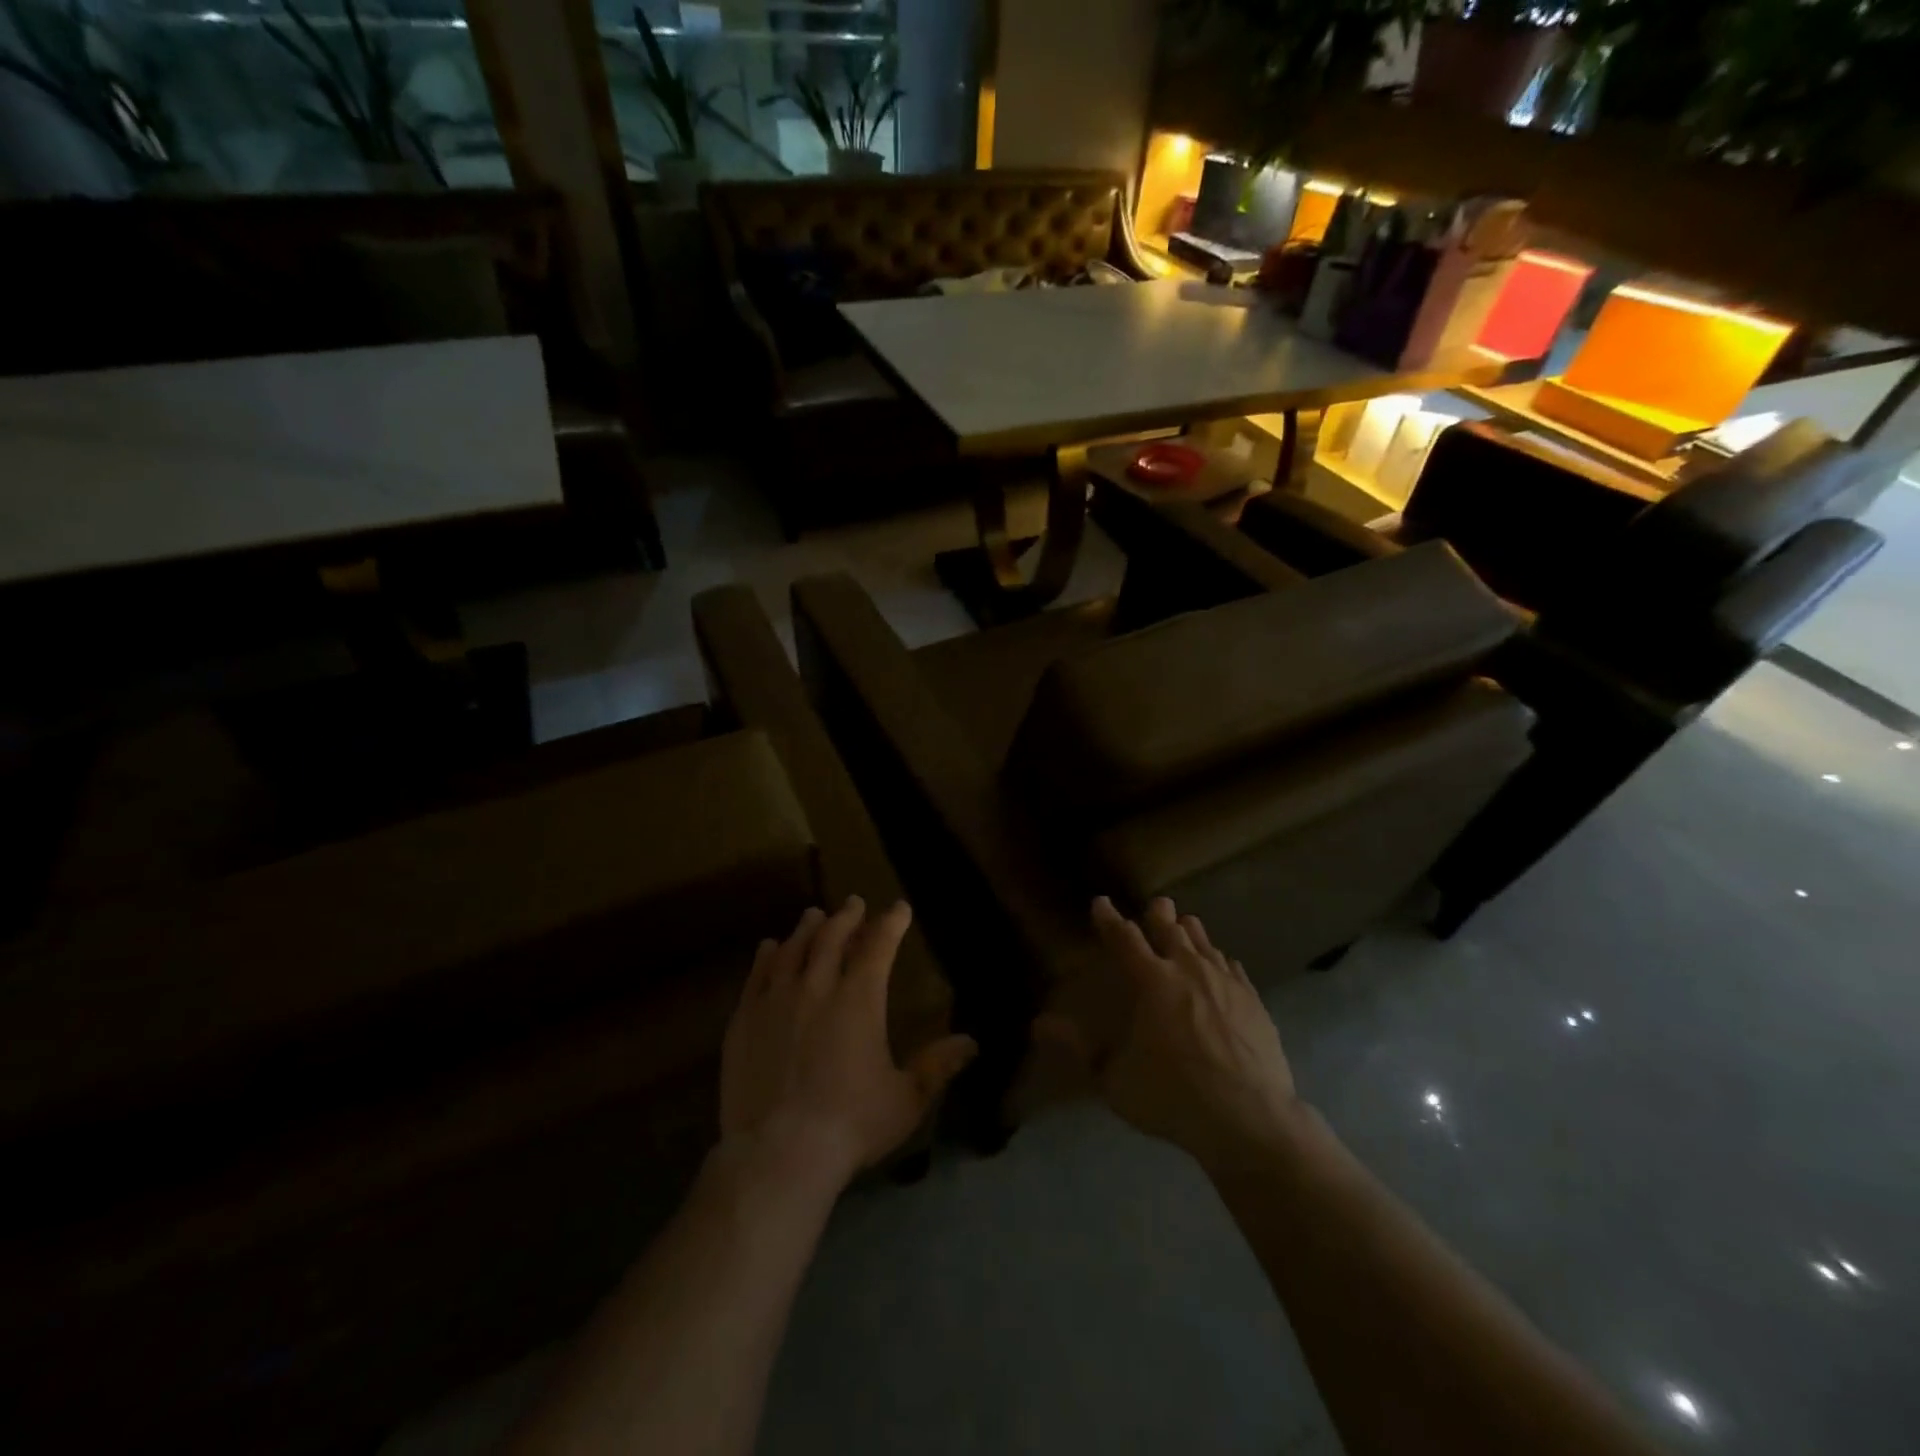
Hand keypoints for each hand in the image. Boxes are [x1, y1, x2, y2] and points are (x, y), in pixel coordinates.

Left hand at [720, 897, 977, 1192]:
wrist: (778, 1153)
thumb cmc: (851, 1125)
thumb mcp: (906, 1099)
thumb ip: (937, 1066)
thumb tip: (971, 1042)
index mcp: (859, 999)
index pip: (879, 946)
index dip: (891, 923)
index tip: (899, 908)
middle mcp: (817, 987)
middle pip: (832, 937)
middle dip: (847, 917)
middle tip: (854, 903)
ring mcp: (775, 1000)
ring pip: (793, 949)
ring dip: (807, 929)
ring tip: (813, 916)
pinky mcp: (744, 1020)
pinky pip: (756, 975)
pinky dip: (766, 956)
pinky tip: (769, 948)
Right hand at [1036, 897, 1301, 1171]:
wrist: (1248, 1118)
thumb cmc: (1172, 1096)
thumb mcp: (1112, 1080)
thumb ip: (1077, 1048)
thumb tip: (1038, 1024)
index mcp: (1151, 981)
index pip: (1124, 939)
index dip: (1110, 919)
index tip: (1101, 903)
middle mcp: (1188, 970)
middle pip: (1171, 930)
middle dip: (1160, 915)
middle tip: (1157, 905)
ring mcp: (1225, 983)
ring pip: (1205, 943)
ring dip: (1191, 932)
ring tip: (1187, 924)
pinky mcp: (1253, 1000)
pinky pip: (1233, 968)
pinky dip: (1221, 960)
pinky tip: (1223, 964)